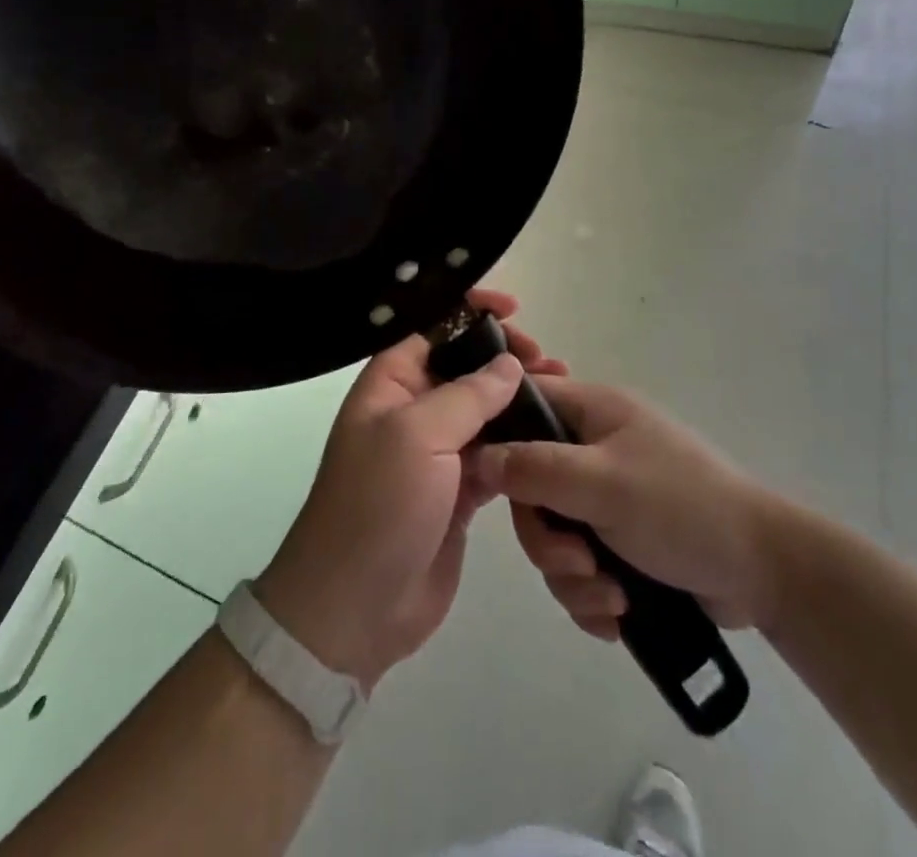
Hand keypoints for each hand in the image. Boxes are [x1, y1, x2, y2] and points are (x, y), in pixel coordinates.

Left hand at [254, 290, 569, 689]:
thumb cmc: (378, 505)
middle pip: (464, 365)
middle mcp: (412, 408)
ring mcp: (436, 452)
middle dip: (505, 357)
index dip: (471, 312)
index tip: (515, 310)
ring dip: (518, 399)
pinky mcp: (458, 491)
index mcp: (390, 382)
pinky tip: (551, 438)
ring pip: (484, 410)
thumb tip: (509, 363)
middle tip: (549, 364)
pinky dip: (520, 442)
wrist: (354, 607)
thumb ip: (468, 394)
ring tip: (561, 394)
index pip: (434, 327)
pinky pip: (494, 453)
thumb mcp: (418, 436)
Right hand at [472, 378, 790, 639]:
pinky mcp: (620, 542)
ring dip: (572, 576)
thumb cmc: (681, 507)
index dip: (499, 436)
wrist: (763, 572)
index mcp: (593, 412)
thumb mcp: (602, 483)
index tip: (489, 484)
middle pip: (531, 485)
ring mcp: (606, 496)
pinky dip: (591, 595)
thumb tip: (478, 456)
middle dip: (547, 537)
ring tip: (611, 597)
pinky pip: (578, 566)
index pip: (525, 403)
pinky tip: (618, 614)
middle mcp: (593, 449)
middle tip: (577, 562)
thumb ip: (536, 469)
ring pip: (553, 534)